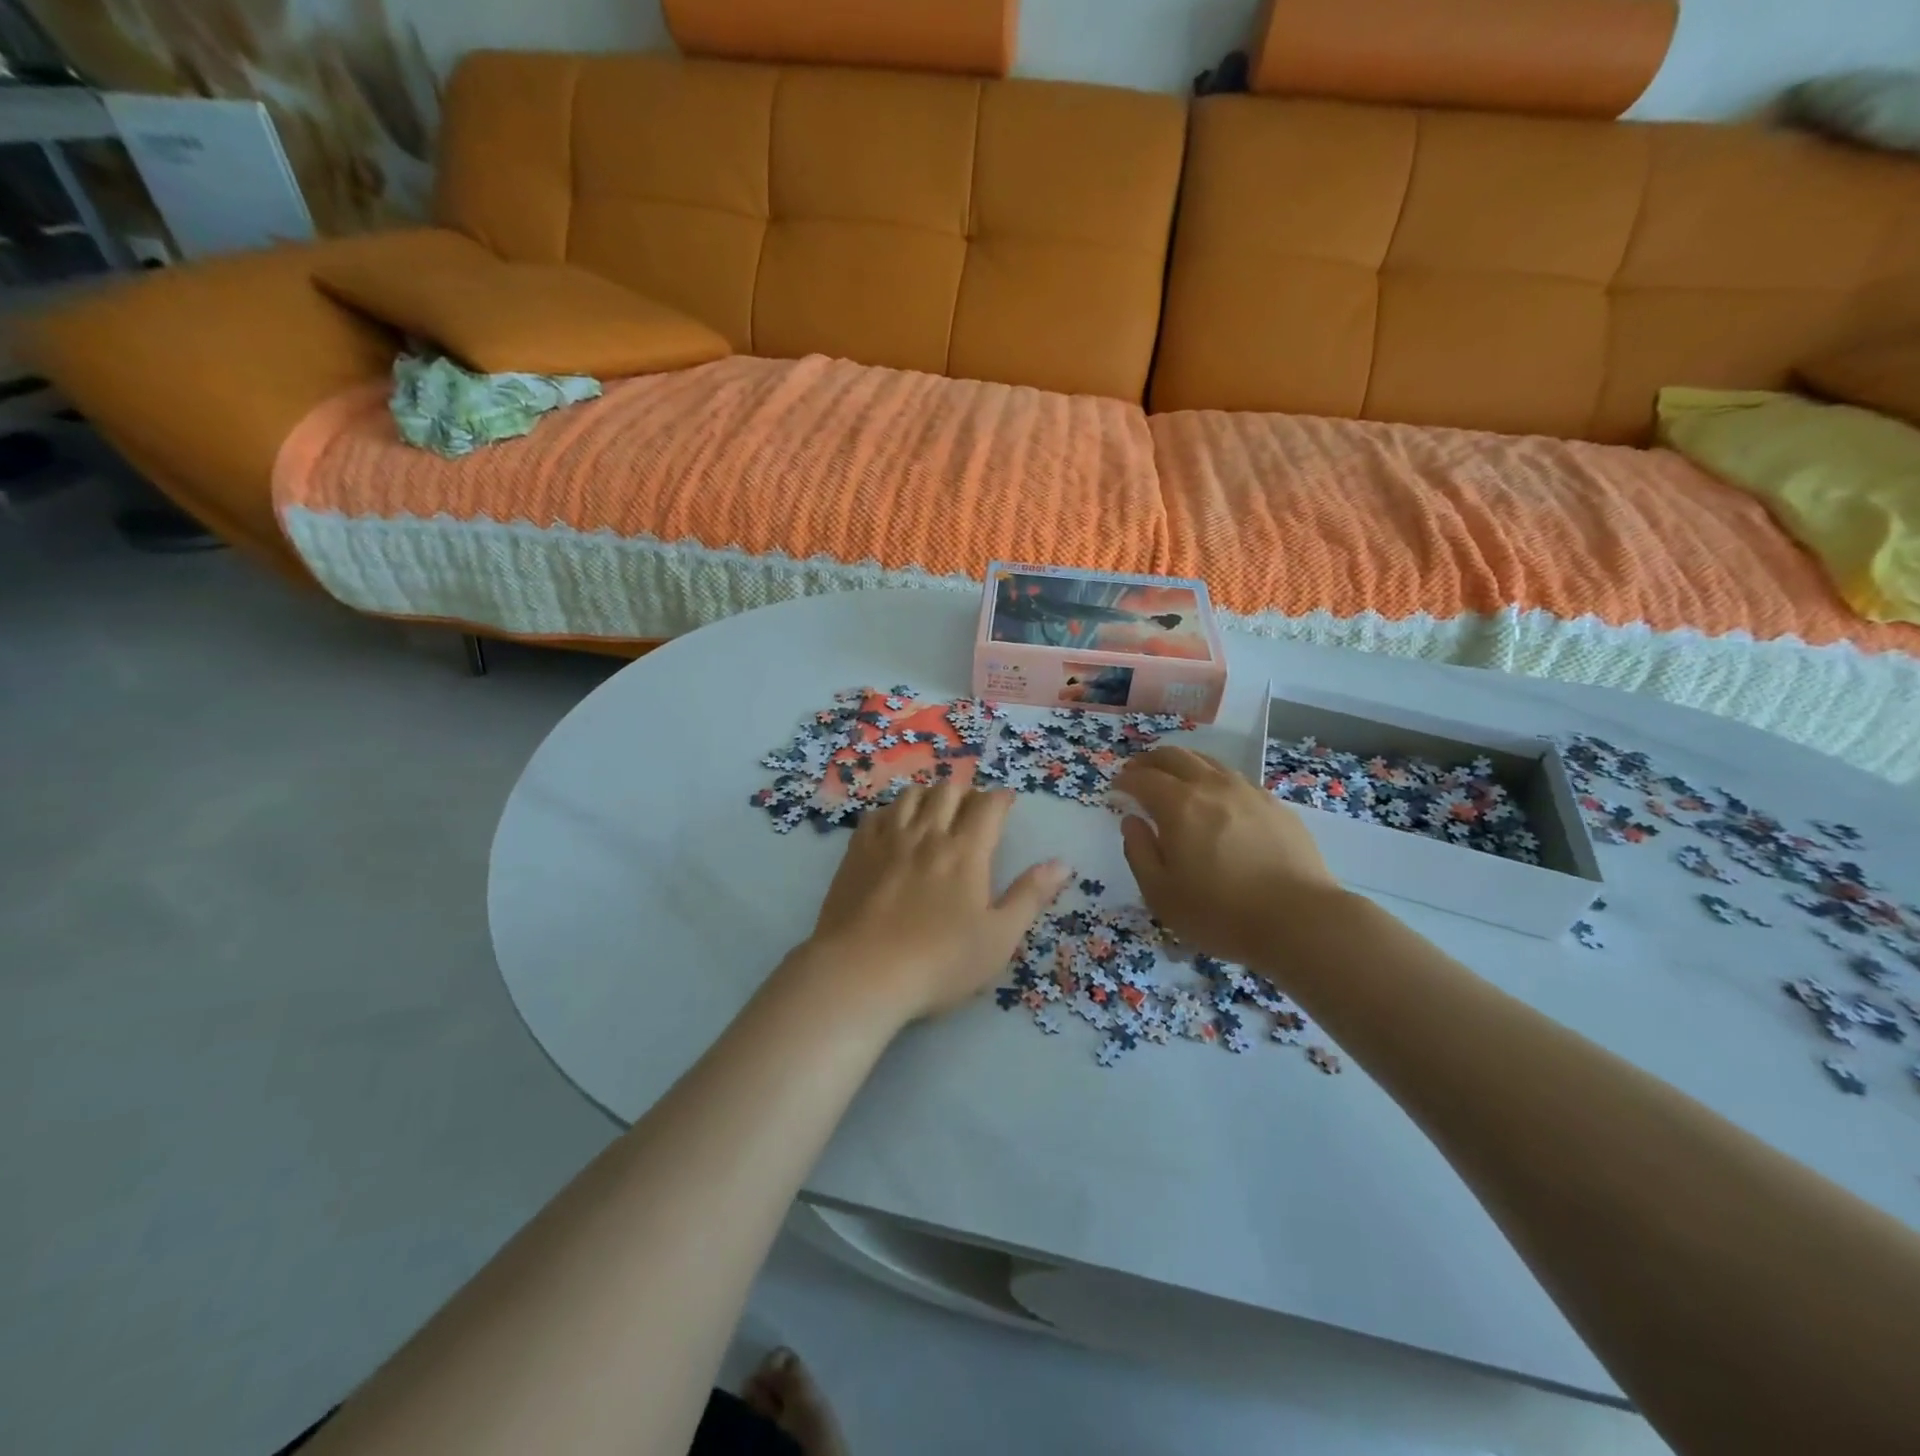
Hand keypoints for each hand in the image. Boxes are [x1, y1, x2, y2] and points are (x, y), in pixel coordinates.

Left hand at [800, 784, 1071, 1024]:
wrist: (862, 973)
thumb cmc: (940, 961)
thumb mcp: (998, 937)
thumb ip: (1029, 896)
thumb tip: (1061, 864)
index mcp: (966, 851)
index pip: (988, 806)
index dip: (1001, 798)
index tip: (1007, 802)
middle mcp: (928, 834)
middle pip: (948, 790)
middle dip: (966, 792)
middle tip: (972, 808)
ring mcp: (888, 840)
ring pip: (911, 795)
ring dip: (929, 796)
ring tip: (934, 811)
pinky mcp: (857, 852)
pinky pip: (876, 814)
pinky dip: (892, 811)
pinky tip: (894, 827)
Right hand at [1116, 746, 1345, 968]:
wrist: (1300, 920)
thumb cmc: (1220, 913)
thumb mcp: (1161, 893)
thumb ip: (1139, 852)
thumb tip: (1132, 821)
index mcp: (1179, 805)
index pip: (1143, 778)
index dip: (1124, 779)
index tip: (1115, 788)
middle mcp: (1212, 787)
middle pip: (1174, 756)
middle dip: (1149, 761)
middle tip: (1137, 773)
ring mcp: (1247, 792)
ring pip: (1207, 761)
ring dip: (1182, 764)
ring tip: (1174, 780)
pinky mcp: (1274, 805)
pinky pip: (1234, 778)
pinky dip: (1213, 779)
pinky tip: (1215, 799)